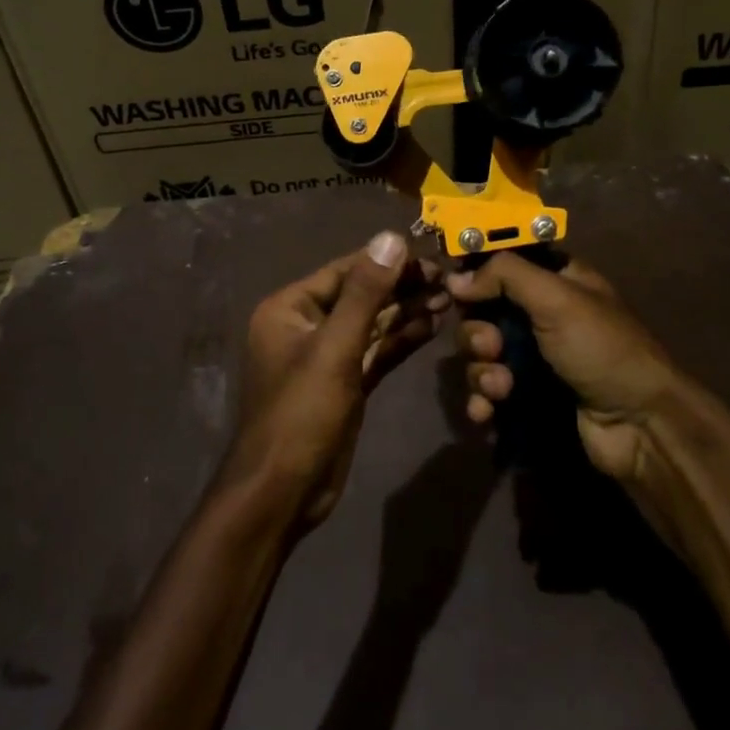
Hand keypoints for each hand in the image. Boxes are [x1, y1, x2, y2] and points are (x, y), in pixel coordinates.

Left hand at [228, 231, 448, 530]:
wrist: (283, 492)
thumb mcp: (334, 348)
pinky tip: (431, 326)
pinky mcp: (343, 383)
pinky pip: (374, 351)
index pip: (345, 271)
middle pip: (360, 295)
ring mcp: (325, 356)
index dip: (387, 262)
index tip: (429, 256)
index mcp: (290, 308)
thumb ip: (365, 293)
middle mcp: (305, 325)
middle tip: (446, 279)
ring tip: (447, 298)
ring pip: (371, 324)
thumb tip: (390, 238)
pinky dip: (400, 340)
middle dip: (401, 287)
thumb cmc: (301, 413)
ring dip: (406, 311)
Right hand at [448, 254, 700, 482]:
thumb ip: (505, 275)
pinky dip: (481, 401)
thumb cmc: (601, 349)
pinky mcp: (526, 397)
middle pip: (482, 312)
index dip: (475, 273)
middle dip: (477, 333)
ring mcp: (532, 358)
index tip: (455, 287)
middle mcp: (539, 315)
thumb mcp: (558, 298)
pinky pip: (487, 392)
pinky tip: (485, 413)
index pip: (502, 263)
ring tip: (500, 389)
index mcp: (553, 281)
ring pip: (480, 355)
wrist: (639, 426)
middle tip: (491, 348)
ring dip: (481, 371)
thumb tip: (455, 279)